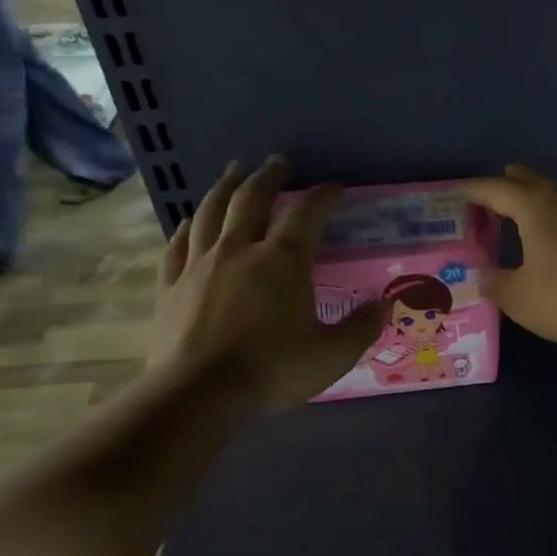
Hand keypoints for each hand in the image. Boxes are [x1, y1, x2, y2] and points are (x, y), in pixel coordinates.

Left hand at [151, 157, 381, 412]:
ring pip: (210, 212)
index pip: (307, 214)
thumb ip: (361, 327)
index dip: (323, 196)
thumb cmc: (272, 370)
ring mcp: (200, 265)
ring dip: (224, 187)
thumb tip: (385, 306)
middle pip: (252, 199)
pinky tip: (189, 222)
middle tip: (277, 162)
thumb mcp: (332, 355)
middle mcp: (240, 251)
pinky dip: (187, 228)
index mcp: (283, 262)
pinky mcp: (171, 286)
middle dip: (268, 177)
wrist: (199, 394)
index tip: (336, 188)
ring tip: (233, 172)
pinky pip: (178, 245)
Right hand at [462, 165, 556, 352]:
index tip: (455, 194)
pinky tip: (556, 240)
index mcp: (535, 207)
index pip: (495, 189)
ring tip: (520, 215)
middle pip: (531, 182)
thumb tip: (485, 276)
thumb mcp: (519, 297)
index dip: (473, 191)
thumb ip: (496, 283)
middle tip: (490, 195)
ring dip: (536, 201)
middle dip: (508, 185)